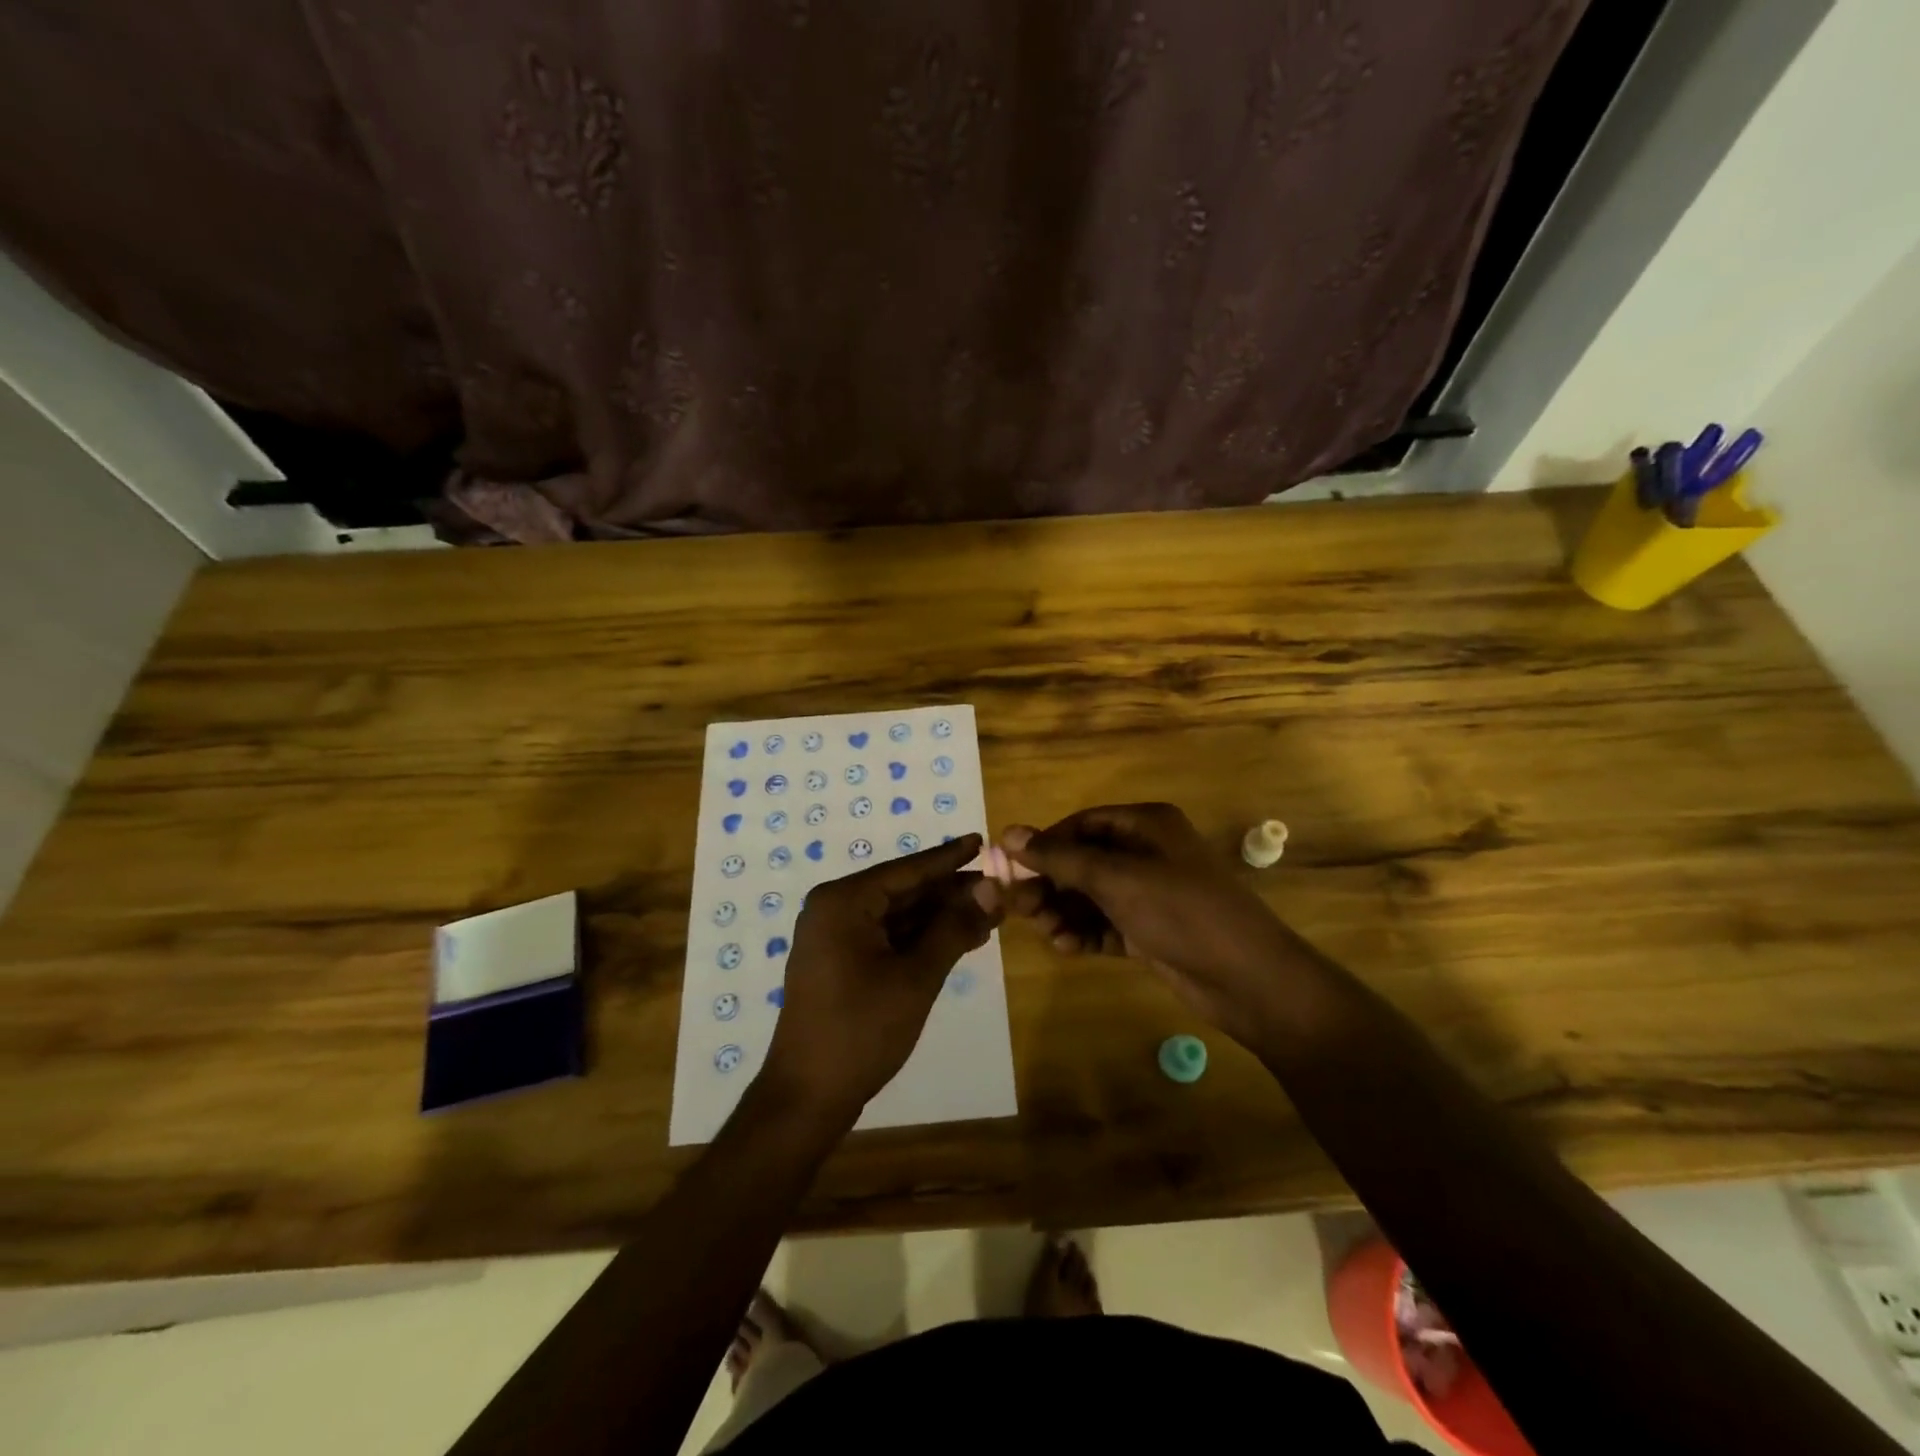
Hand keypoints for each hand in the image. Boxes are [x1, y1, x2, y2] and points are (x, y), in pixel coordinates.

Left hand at [763, 834, 998, 1121]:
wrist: (808, 1096)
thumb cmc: (861, 1029)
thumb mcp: (916, 976)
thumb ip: (954, 928)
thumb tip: (993, 889)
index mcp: (844, 902)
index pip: (907, 870)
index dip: (949, 858)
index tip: (982, 841)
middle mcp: (834, 910)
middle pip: (903, 891)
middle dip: (950, 893)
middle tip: (997, 887)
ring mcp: (834, 938)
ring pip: (897, 916)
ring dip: (940, 918)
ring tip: (989, 914)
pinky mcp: (840, 963)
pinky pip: (886, 938)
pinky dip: (921, 939)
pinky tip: (959, 939)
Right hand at [997, 804, 1302, 1047]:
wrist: (1248, 979)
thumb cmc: (1181, 912)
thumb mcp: (1117, 879)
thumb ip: (1060, 858)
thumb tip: (1008, 833)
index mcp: (1147, 824)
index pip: (1082, 824)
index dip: (1046, 843)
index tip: (1012, 868)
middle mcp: (1147, 853)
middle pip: (1084, 861)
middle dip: (1051, 883)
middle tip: (1020, 907)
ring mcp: (1150, 894)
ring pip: (1092, 896)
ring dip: (1064, 911)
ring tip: (1045, 931)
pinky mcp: (1150, 930)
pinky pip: (1106, 924)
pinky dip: (1084, 933)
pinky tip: (1066, 947)